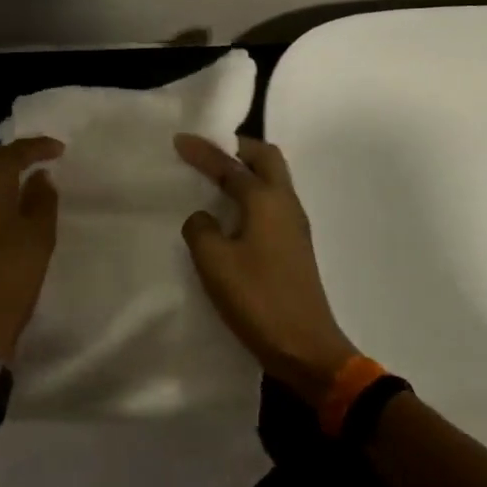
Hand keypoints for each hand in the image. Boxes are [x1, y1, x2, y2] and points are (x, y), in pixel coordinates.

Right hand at [174, 134, 358, 406]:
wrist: (306, 347)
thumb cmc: (258, 300)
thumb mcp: (215, 263)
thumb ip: (201, 230)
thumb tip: (204, 218)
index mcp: (266, 201)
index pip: (230, 166)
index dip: (204, 151)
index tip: (179, 140)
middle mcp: (285, 204)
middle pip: (266, 158)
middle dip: (238, 148)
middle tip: (211, 151)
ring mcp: (295, 225)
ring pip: (274, 179)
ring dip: (248, 170)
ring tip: (217, 177)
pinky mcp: (295, 246)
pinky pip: (273, 202)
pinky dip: (253, 193)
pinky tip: (234, 212)